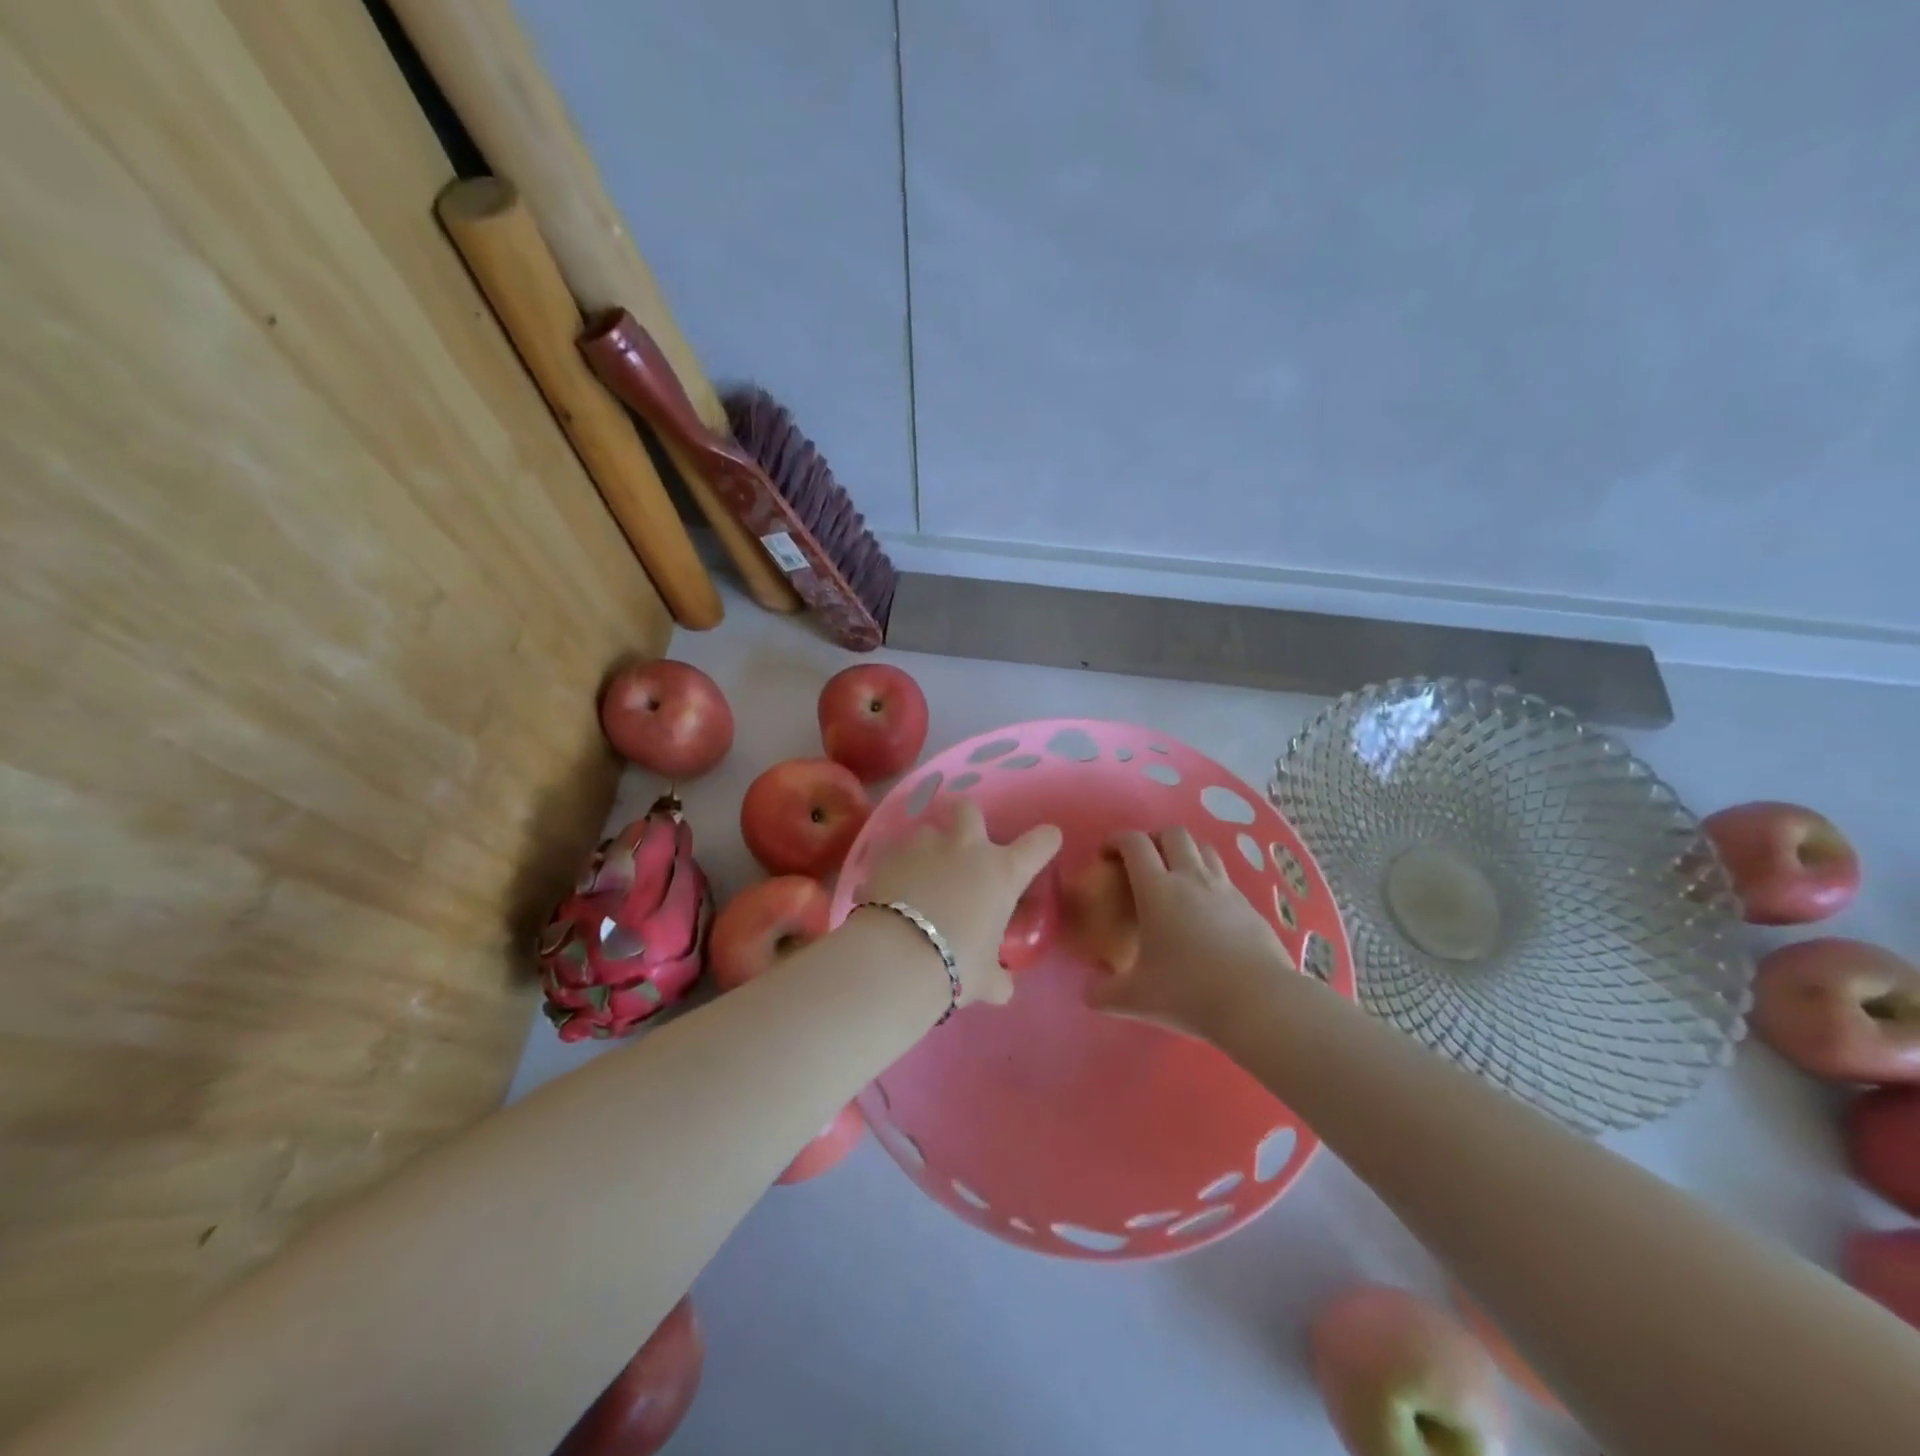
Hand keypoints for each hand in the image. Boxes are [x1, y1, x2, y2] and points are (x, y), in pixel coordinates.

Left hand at [858, 800, 1061, 1006]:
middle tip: (962, 844)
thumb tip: (1002, 987)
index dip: (1045, 841)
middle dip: (967, 819)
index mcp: (1002, 873)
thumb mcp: (986, 980)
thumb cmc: (956, 965)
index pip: (1039, 844)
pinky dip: (891, 866)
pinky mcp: (886, 855)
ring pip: (926, 829)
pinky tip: (887, 887)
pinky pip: (890, 852)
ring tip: (917, 875)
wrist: (897, 958)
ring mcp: (923, 846)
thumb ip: (997, 978)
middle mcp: (965, 848)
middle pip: (969, 809)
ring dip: (926, 848)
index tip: (1047, 841)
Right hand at [1089, 828, 1295, 1039]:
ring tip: (1175, 876)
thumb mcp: (1135, 999)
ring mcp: (1225, 890)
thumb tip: (1088, 992)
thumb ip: (1103, 993)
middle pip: (1174, 834)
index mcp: (1158, 890)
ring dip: (1185, 852)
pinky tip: (1205, 909)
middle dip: (1154, 839)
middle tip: (1142, 863)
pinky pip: (1225, 878)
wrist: (1259, 1004)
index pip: (1134, 843)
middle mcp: (1192, 879)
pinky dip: (1209, 880)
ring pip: (1204, 848)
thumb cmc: (1189, 993)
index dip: (1116, 840)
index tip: (1106, 855)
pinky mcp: (1250, 906)